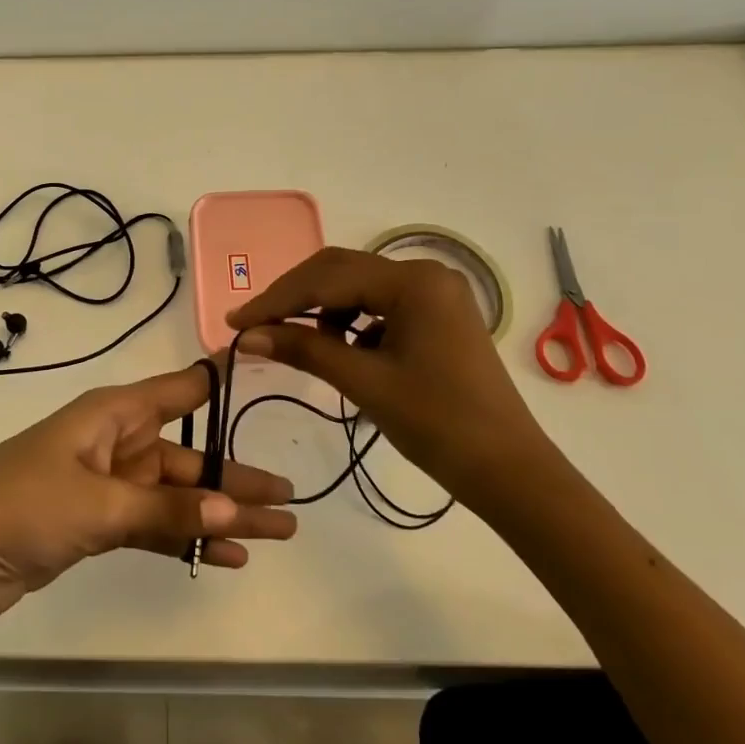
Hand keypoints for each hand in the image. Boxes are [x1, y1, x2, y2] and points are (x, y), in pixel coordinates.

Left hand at [0, 363, 298, 619]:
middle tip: (290, 501)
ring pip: (176, 496)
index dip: (217, 382)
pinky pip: (154, 525)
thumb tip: (236, 511)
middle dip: (236, 480)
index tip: (261, 364)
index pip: (178, 391)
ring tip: (275, 534)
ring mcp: (106, 485)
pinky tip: (225, 556)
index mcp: (112, 415)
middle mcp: (115, 443)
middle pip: (188, 458)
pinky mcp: (97, 523)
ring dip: (220, 515)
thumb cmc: (24, 505)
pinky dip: (186, 537)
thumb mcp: (99, 504)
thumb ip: (167, 509)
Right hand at [228, 247, 561, 514]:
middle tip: (254, 327)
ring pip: (358, 289)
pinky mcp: (437, 316)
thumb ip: (304, 349)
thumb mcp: (364, 382)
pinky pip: (379, 307)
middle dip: (294, 299)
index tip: (235, 323)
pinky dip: (350, 325)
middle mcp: (425, 274)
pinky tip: (339, 351)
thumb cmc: (438, 424)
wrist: (509, 470)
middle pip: (341, 273)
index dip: (276, 299)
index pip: (326, 278)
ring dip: (321, 312)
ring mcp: (435, 294)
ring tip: (293, 343)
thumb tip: (248, 335)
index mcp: (412, 281)